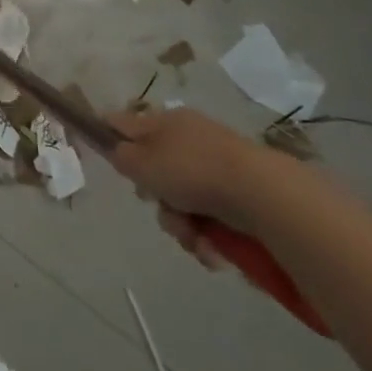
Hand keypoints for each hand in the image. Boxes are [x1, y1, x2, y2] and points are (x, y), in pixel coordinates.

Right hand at [102, 107, 285, 269]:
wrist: (264, 196)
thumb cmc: (192, 171)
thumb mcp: (141, 161)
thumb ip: (120, 154)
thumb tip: (117, 150)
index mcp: (165, 121)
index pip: (125, 124)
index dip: (111, 139)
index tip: (107, 160)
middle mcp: (190, 139)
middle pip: (155, 171)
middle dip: (156, 199)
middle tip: (158, 205)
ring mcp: (217, 168)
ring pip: (182, 202)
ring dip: (181, 225)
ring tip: (194, 238)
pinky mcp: (241, 197)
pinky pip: (210, 220)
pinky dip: (208, 238)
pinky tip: (214, 249)